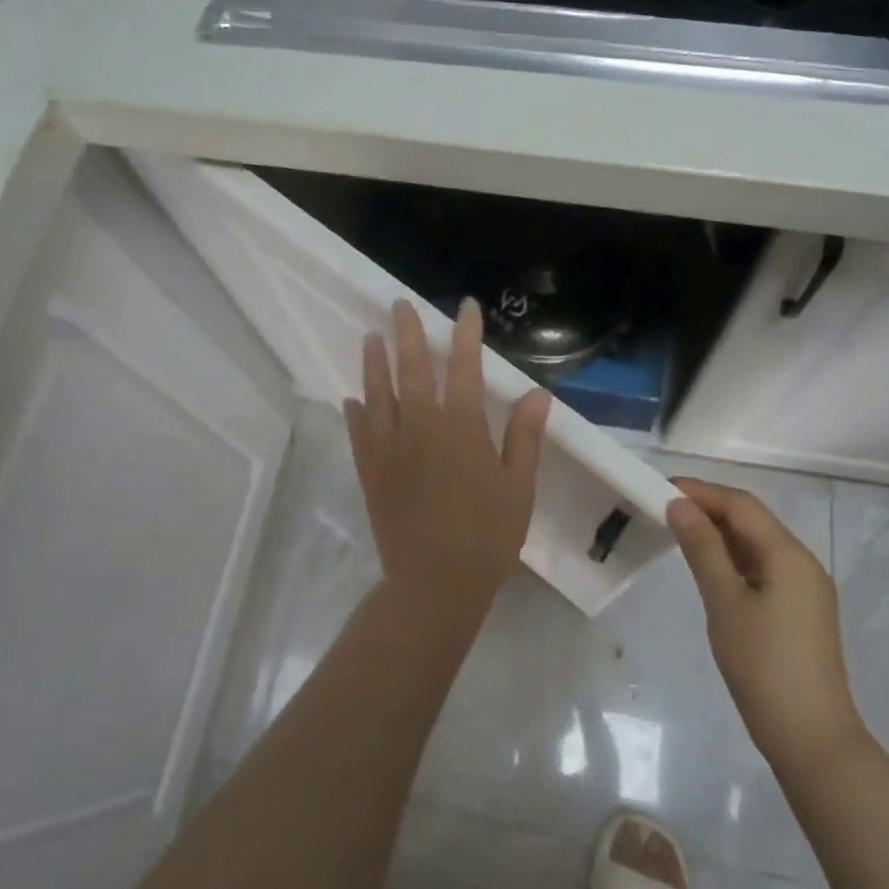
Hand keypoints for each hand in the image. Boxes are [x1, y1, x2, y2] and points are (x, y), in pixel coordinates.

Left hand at [345, 298, 553, 617]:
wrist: (435, 584)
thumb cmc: (487, 536)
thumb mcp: (518, 487)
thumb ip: (524, 436)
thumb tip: (538, 393)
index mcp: (460, 428)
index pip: (463, 367)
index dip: (465, 334)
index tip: (464, 307)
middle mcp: (420, 427)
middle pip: (411, 369)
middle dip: (407, 333)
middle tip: (398, 305)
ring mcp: (389, 449)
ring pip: (377, 394)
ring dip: (374, 363)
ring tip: (370, 337)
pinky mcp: (371, 472)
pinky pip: (359, 432)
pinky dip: (355, 411)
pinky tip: (351, 397)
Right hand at [667, 478, 863, 768]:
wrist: (813, 740)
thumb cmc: (763, 667)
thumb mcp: (725, 603)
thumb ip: (702, 549)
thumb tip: (679, 505)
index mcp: (789, 555)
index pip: (741, 505)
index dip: (701, 491)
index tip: (661, 488)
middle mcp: (803, 563)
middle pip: (752, 520)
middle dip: (709, 509)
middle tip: (664, 508)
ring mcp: (805, 589)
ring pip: (758, 544)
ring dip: (720, 533)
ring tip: (678, 532)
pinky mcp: (801, 612)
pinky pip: (763, 568)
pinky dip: (733, 559)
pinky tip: (709, 568)